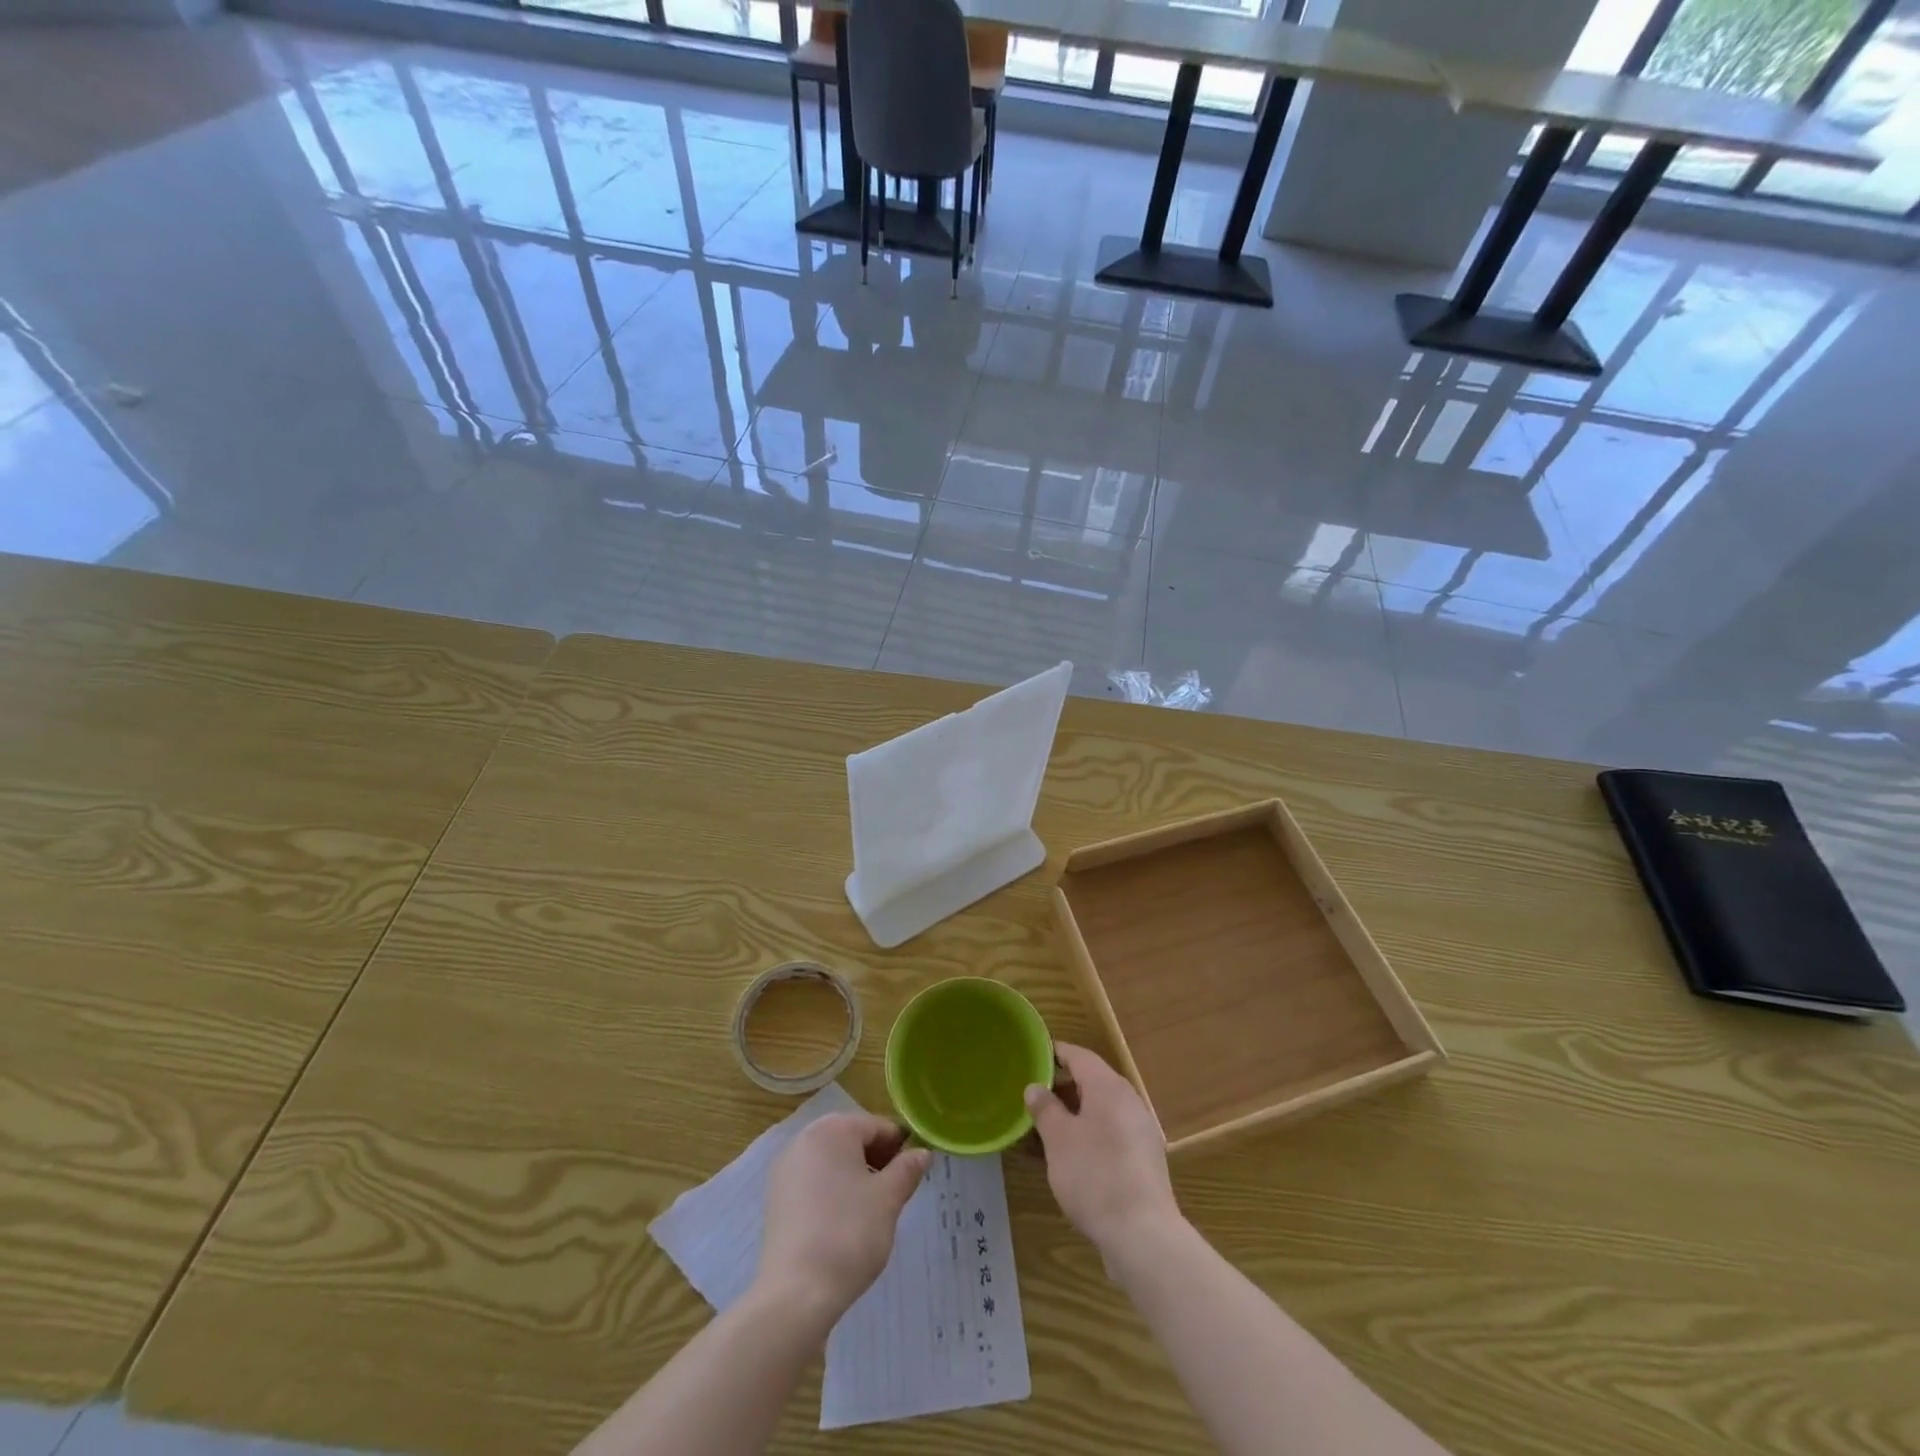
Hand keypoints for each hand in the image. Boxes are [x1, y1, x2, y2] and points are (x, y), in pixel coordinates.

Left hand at [756, 1112, 930, 1324]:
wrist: (796, 1294)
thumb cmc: (849, 1234)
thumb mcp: (888, 1199)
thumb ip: (907, 1169)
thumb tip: (922, 1153)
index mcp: (833, 1129)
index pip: (876, 1126)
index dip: (899, 1146)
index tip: (913, 1172)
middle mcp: (804, 1139)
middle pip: (851, 1139)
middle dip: (876, 1160)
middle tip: (895, 1191)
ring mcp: (786, 1169)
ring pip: (831, 1160)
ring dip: (855, 1175)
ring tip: (872, 1209)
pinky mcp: (776, 1198)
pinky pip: (813, 1181)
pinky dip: (832, 1191)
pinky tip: (843, 1222)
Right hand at [1026, 1043, 1181, 1271]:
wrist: (1143, 1236)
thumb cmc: (1095, 1176)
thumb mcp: (1059, 1139)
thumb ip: (1045, 1108)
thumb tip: (1035, 1087)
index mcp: (1109, 1087)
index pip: (1079, 1055)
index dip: (1054, 1053)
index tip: (1031, 1057)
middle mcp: (1128, 1102)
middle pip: (1090, 1083)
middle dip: (1060, 1089)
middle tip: (1030, 1099)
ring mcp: (1139, 1132)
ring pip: (1098, 1112)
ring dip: (1071, 1117)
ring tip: (1041, 1132)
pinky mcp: (1142, 1161)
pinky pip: (1108, 1135)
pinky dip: (1086, 1138)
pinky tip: (1065, 1160)